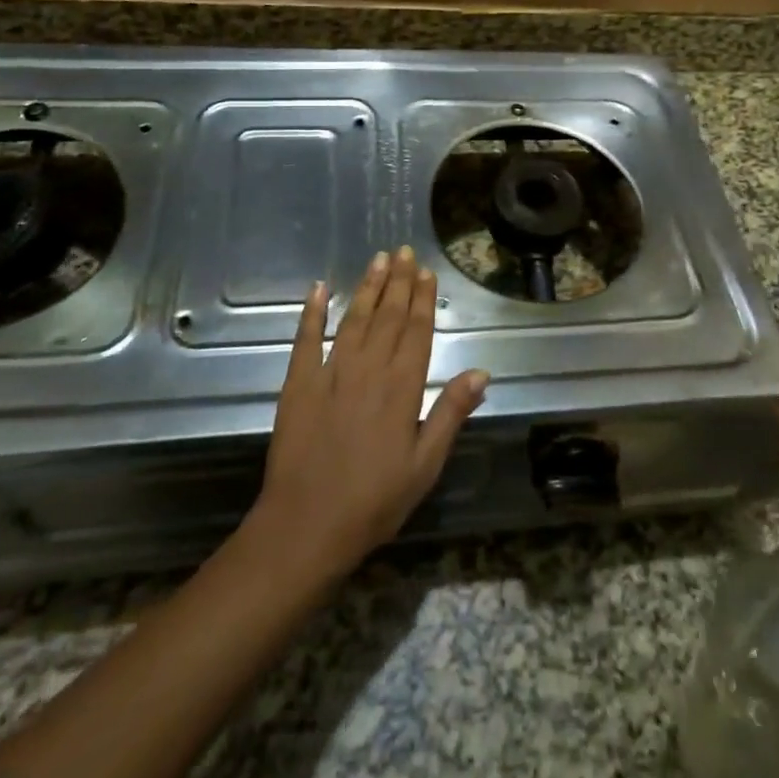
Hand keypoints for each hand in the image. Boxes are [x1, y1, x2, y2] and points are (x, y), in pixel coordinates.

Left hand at [252, 248, 489, 579]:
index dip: (423, 299)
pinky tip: (318, 288)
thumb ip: (451, 413)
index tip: (427, 271)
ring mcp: (330, 373)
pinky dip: (311, 312)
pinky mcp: (297, 383)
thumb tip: (481, 372)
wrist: (306, 526)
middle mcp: (369, 369)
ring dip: (367, 287)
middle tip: (404, 251)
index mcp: (402, 387)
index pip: (417, 331)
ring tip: (378, 259)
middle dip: (399, 282)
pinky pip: (306, 339)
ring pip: (353, 319)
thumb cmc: (374, 501)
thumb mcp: (425, 465)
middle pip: (388, 316)